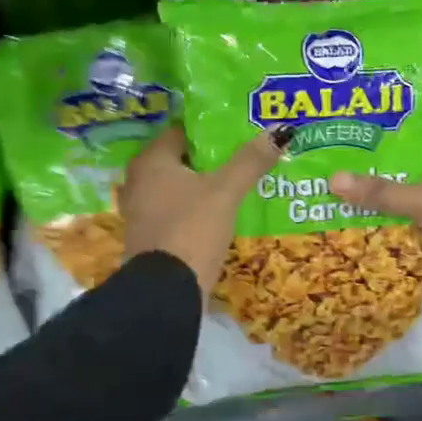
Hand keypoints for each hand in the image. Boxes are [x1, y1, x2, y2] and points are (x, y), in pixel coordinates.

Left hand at [120, 126, 282, 295]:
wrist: (166, 291)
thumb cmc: (191, 228)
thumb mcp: (225, 192)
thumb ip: (250, 161)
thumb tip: (282, 130)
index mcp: (151, 160)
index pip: (182, 131)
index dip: (210, 129)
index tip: (238, 129)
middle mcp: (139, 180)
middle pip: (180, 159)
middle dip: (210, 158)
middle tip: (244, 153)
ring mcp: (141, 210)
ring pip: (178, 187)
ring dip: (203, 184)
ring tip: (238, 181)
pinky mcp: (150, 235)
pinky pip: (176, 210)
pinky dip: (195, 207)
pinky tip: (220, 211)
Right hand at [330, 136, 421, 309]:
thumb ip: (380, 191)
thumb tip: (331, 178)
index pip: (421, 135)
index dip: (394, 128)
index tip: (359, 124)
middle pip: (407, 171)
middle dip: (376, 168)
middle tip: (334, 160)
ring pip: (404, 202)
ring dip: (378, 202)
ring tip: (335, 191)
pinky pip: (406, 231)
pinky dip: (386, 230)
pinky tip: (354, 225)